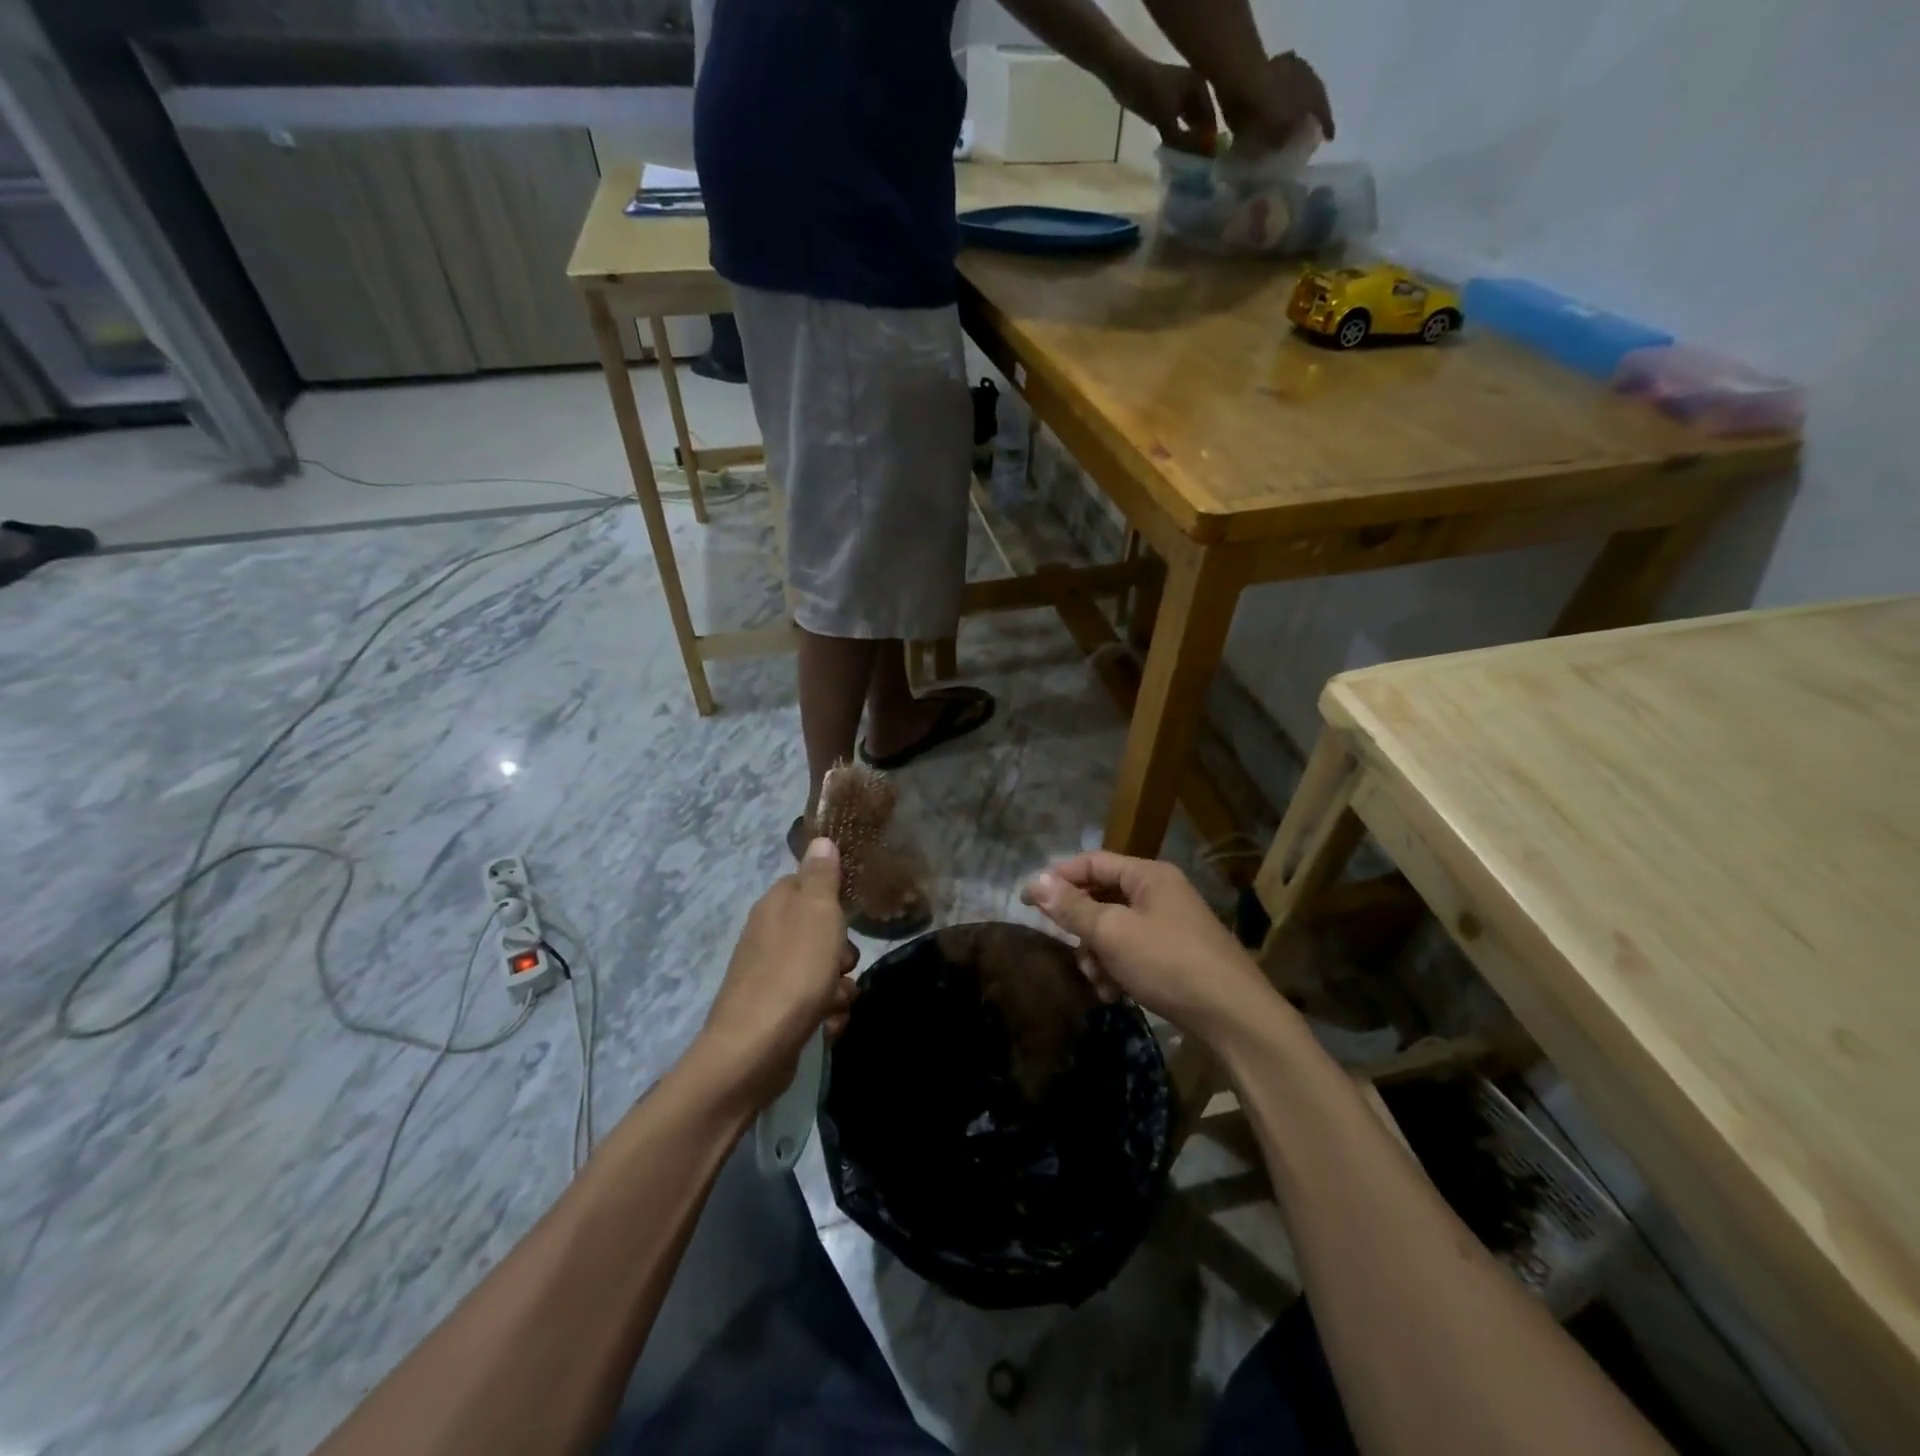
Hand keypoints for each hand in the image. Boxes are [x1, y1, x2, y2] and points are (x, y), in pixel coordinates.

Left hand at [698, 839, 858, 1110]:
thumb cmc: (794, 970)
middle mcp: (766, 935)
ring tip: (839, 1000)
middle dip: (841, 950)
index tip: (851, 915)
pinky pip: (809, 1004)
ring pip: (818, 970)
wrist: (755, 1048)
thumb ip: (821, 876)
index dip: (832, 898)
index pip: (806, 884)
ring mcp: (766, 976)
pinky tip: (829, 1025)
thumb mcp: (818, 912)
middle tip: (844, 963)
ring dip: (838, 986)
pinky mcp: (771, 1012)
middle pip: (817, 931)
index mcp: (775, 905)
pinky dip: (824, 1014)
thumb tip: (820, 839)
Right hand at [1021, 852, 1267, 1034]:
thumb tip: (1034, 881)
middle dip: (1080, 925)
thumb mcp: (1113, 933)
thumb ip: (1072, 907)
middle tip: (1064, 946)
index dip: (1057, 877)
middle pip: (1102, 896)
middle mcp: (1160, 893)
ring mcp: (1170, 925)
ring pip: (1115, 928)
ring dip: (1098, 953)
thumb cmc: (1168, 963)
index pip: (1092, 862)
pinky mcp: (1175, 956)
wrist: (1234, 1017)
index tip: (1027, 900)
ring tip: (1097, 980)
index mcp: (1148, 875)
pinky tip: (1114, 993)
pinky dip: (1117, 968)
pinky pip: (1132, 951)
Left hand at [1110, 57, 1217, 154]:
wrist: (1128, 78)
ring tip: (1188, 161)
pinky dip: (1178, 137)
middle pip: (1201, 121)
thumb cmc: (1152, 92)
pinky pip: (1178, 125)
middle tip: (1198, 164)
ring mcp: (1182, 98)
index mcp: (1200, 87)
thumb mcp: (1167, 118)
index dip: (1209, 139)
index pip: (1211, 117)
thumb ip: (1180, 139)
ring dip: (1188, 140)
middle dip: (1200, 140)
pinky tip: (1177, 152)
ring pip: (1189, 124)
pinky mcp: (1169, 106)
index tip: (1208, 160)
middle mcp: (1195, 91)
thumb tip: (1193, 159)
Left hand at [1218, 51, 1334, 152]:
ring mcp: (1296, 66)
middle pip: (1318, 95)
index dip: (1327, 126)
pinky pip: (1289, 78)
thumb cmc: (1264, 113)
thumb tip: (1286, 142)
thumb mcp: (1276, 137)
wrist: (1245, 80)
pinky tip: (1282, 96)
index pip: (1325, 114)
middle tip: (1314, 122)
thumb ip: (1285, 140)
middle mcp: (1311, 77)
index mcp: (1315, 96)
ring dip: (1302, 96)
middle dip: (1316, 109)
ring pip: (1305, 84)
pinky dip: (1287, 89)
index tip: (1330, 137)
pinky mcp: (1280, 62)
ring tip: (1298, 109)